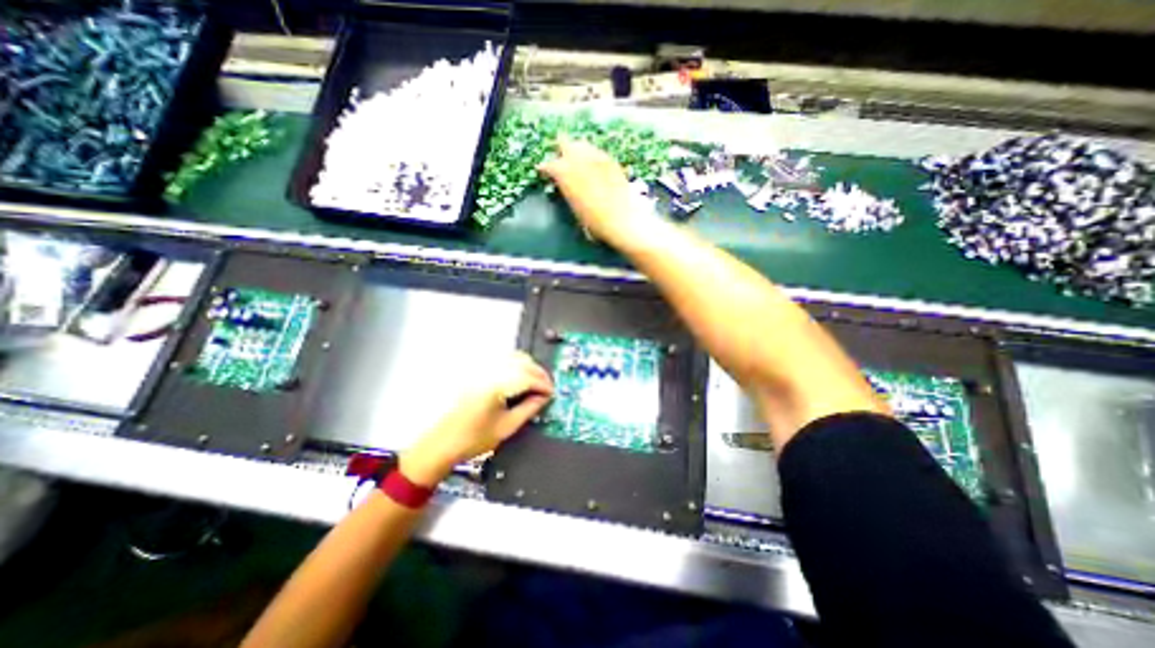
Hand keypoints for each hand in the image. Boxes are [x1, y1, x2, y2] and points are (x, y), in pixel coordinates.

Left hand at [402, 354, 554, 484]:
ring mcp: (481, 368)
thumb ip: (529, 409)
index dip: (544, 384)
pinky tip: (519, 378)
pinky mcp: (476, 370)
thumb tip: (544, 397)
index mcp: (495, 386)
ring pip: (513, 357)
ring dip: (528, 367)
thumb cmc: (472, 439)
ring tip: (535, 383)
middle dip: (539, 374)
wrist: (441, 443)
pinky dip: (516, 365)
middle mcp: (488, 371)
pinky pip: (503, 359)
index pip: (528, 377)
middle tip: (546, 388)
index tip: (551, 393)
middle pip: (522, 362)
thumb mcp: (507, 427)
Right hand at [537, 134, 652, 243]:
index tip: (543, 172)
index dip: (545, 169)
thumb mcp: (575, 209)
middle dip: (561, 148)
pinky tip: (595, 164)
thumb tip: (566, 186)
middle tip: (561, 157)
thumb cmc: (594, 222)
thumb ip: (568, 191)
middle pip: (564, 143)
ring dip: (577, 150)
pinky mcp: (611, 160)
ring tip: (578, 159)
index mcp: (564, 174)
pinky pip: (597, 152)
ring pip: (582, 145)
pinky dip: (593, 156)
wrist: (622, 219)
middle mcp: (578, 159)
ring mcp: (596, 157)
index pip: (548, 165)